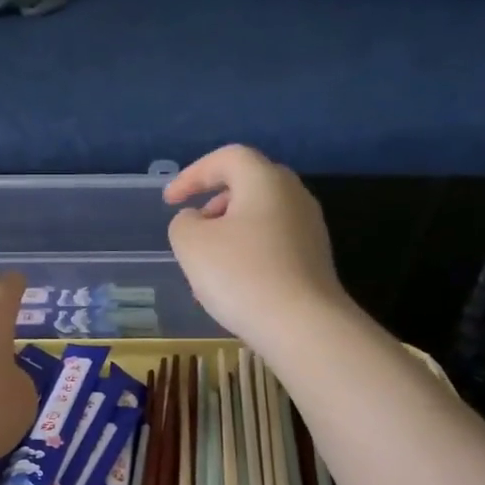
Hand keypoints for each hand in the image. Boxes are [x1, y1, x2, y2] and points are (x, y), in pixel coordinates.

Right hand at [164, 145, 352, 347]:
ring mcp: (309, 228)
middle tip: (193, 227)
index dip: (193, 175)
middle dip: (215, 202)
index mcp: (265, 180)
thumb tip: (197, 221)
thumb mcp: (191, 244)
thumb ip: (183, 223)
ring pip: (260, 217)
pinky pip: (273, 243)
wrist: (301, 325)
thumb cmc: (241, 275)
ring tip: (207, 264)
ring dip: (229, 232)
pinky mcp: (314, 259)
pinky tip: (233, 284)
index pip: (227, 158)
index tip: (170, 201)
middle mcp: (294, 195)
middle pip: (249, 184)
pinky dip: (248, 252)